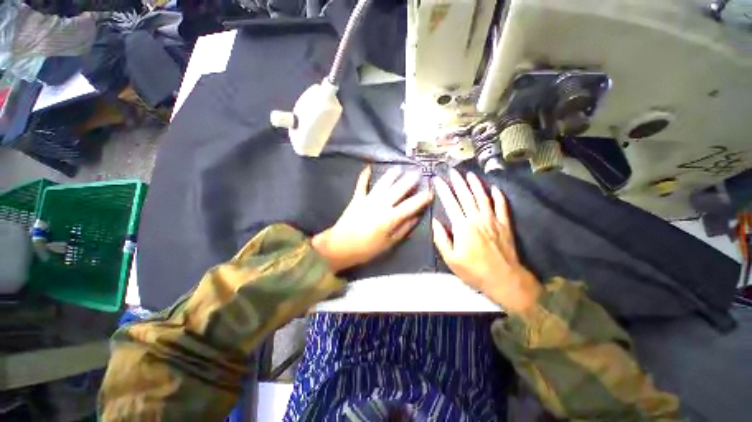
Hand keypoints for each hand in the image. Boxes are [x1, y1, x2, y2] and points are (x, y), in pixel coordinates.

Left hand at [313, 166, 432, 272]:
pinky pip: (361, 184)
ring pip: (383, 183)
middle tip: (418, 173)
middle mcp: (381, 204)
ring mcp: (368, 199)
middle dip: (409, 181)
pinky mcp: (357, 198)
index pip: (410, 205)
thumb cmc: (366, 248)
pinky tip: (368, 167)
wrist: (340, 246)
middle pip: (398, 189)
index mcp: (390, 217)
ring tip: (399, 168)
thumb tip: (416, 217)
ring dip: (392, 175)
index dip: (422, 198)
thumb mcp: (389, 243)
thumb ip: (403, 229)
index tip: (430, 192)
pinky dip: (364, 176)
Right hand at [432, 169, 541, 312]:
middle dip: (458, 182)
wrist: (504, 279)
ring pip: (483, 197)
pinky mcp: (505, 224)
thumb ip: (441, 239)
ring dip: (476, 184)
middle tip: (453, 171)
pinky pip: (502, 206)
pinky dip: (498, 196)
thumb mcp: (450, 259)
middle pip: (466, 195)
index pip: (450, 203)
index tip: (438, 180)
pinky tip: (495, 188)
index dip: (443, 190)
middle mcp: (477, 218)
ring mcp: (493, 220)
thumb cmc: (473, 270)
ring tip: (470, 174)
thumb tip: (435, 222)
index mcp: (462, 226)